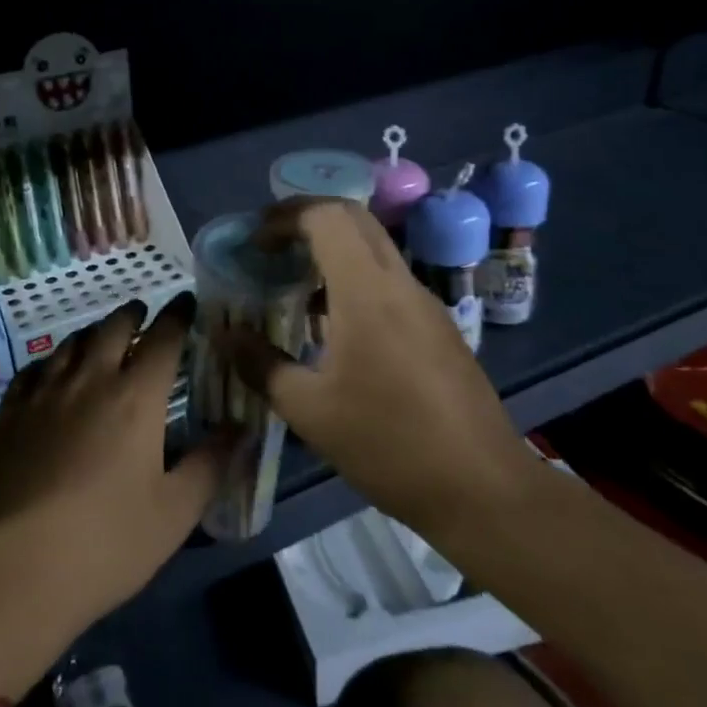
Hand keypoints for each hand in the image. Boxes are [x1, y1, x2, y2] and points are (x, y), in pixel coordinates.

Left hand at [0, 295, 223, 636]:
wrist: (8, 572)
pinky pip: (33, 369)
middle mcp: (90, 380)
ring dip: (94, 332)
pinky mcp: (8, 415)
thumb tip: (241, 427)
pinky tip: (52, 371)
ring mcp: (43, 394)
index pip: (163, 338)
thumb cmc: (105, 544)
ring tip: (103, 336)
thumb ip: (210, 463)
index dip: (178, 315)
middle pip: (113, 328)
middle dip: (133, 315)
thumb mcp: (174, 513)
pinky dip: (52, 360)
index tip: (187, 303)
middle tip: (144, 313)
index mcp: (136, 397)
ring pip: (71, 343)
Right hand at [223, 198, 531, 539]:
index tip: (254, 241)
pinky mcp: (438, 328)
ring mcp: (426, 304)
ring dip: (332, 251)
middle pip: (355, 220)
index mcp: (367, 292)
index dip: (285, 217)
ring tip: (293, 285)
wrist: (482, 488)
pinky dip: (354, 280)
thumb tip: (225, 336)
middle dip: (307, 220)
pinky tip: (333, 328)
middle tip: (269, 247)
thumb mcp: (310, 410)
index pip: (327, 217)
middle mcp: (400, 284)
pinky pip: (390, 282)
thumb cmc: (388, 444)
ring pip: (375, 250)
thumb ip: (261, 365)